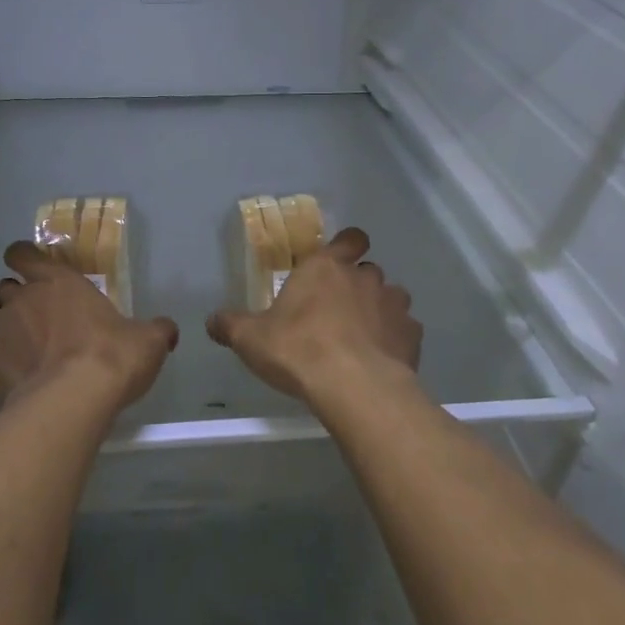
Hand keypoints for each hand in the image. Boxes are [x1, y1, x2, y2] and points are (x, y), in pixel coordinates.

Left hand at [0, 241, 177, 412]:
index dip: (23, 258)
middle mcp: (20, 298)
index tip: (28, 268)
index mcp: (58, 282)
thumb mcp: (148, 342)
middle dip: (10, 299)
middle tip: (29, 321)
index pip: (24, 253)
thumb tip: (168, 330)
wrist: (72, 399)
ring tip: (0, 341)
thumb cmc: (112, 359)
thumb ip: (156, 331)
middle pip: (0, 286)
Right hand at [206, 227, 421, 404]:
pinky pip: (405, 330)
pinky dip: (395, 340)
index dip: (346, 246)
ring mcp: (393, 304)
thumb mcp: (250, 339)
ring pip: (391, 298)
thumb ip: (230, 325)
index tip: (337, 262)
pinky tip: (380, 360)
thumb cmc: (298, 351)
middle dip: (356, 285)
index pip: (349, 238)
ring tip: (362, 338)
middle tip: (337, 312)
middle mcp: (364, 277)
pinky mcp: (412, 335)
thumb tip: (212, 320)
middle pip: (367, 270)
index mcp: (325, 268)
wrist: (354, 387)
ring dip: (379, 311)